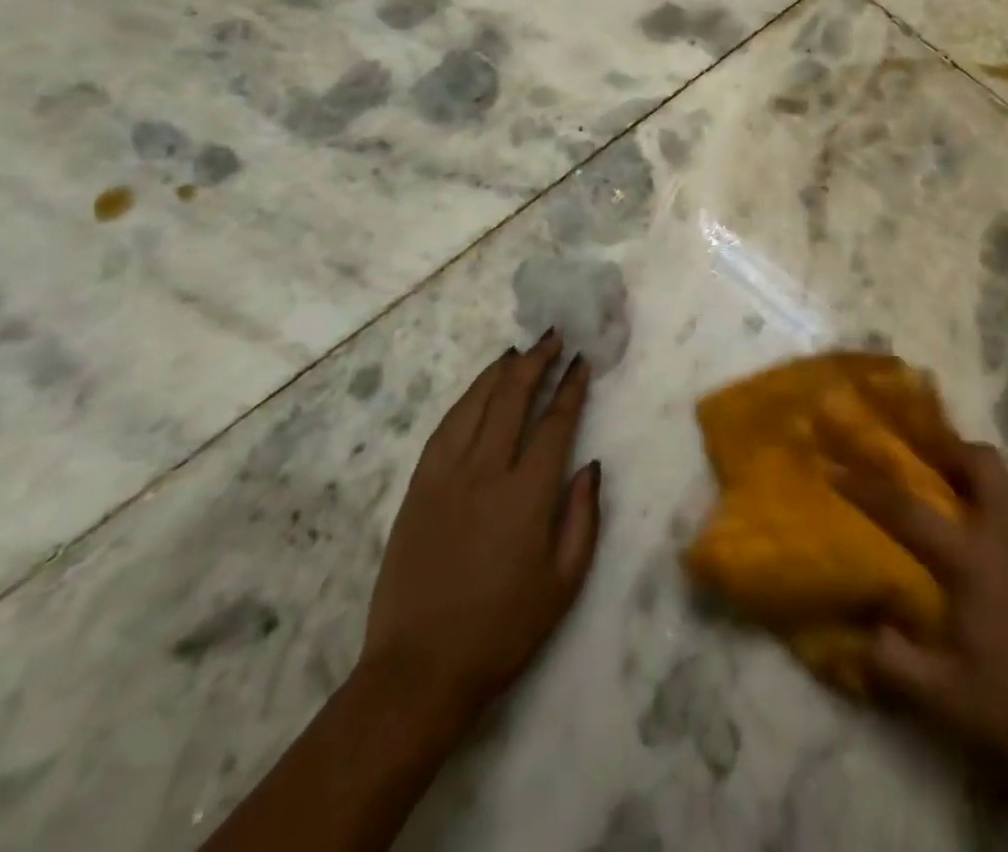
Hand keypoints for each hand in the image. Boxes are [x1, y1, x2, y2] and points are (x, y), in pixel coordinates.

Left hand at [359, 330, 601, 741]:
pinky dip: (464, 402)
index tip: (582, 361)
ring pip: (474, 406)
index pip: (555, 423)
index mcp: (527, 495)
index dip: (571, 388)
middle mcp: (485, 473)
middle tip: (552, 337)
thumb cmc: (503, 630)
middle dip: (536, 363)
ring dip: (499, 374)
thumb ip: (583, 516)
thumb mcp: (564, 582)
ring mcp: (445, 478)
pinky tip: (477, 392)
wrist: (419, 671)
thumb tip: (590, 465)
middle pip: (512, 400)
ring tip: (518, 352)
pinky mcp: (417, 490)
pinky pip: (444, 430)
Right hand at [828, 434, 1007, 800]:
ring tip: (964, 508)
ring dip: (985, 484)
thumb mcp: (943, 700)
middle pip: (982, 462)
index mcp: (974, 560)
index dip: (866, 486)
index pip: (908, 510)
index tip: (836, 464)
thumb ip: (894, 660)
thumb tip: (866, 627)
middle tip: (927, 465)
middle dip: (950, 451)